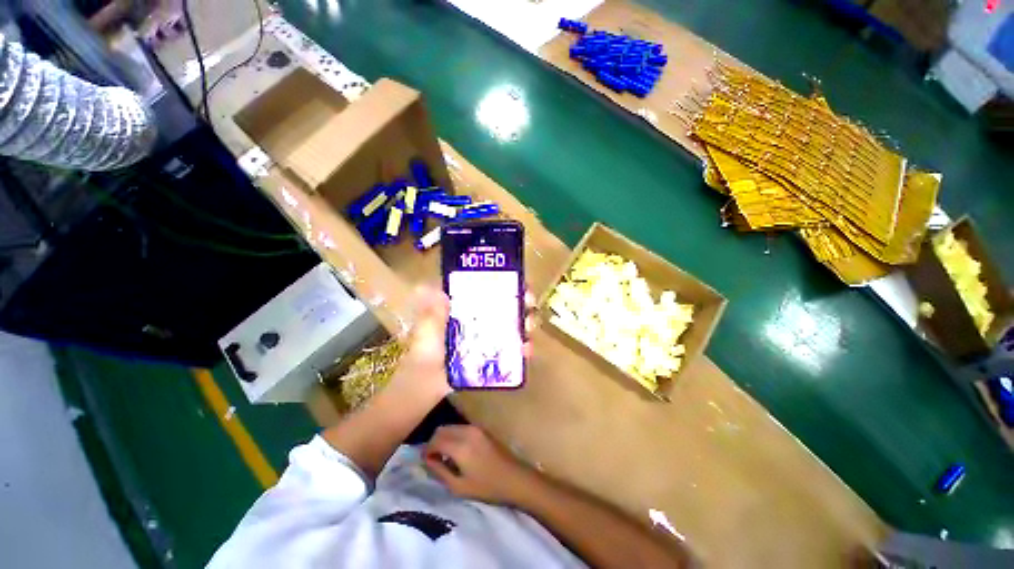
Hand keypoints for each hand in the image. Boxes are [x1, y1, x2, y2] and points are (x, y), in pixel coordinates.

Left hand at [393, 287, 537, 398]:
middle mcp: (477, 319)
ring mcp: (485, 337)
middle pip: (504, 305)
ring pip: (511, 325)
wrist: (425, 387)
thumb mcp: (425, 330)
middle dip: (520, 301)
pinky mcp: (491, 354)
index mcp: (463, 308)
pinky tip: (527, 350)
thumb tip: (431, 287)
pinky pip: (510, 348)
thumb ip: (430, 313)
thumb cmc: (423, 354)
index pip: (485, 289)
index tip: (517, 282)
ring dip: (524, 323)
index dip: (502, 282)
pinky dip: (521, 347)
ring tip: (530, 326)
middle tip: (530, 304)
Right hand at [424, 425, 532, 504]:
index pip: (435, 440)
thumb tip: (428, 460)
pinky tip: (458, 451)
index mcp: (460, 445)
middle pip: (442, 429)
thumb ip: (440, 471)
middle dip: (434, 442)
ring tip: (445, 457)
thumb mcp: (458, 486)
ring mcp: (475, 428)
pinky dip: (454, 436)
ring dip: (444, 438)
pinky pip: (461, 428)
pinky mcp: (482, 429)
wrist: (514, 478)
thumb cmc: (486, 487)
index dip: (426, 450)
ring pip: (451, 427)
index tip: (425, 462)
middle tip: (434, 459)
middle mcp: (466, 431)